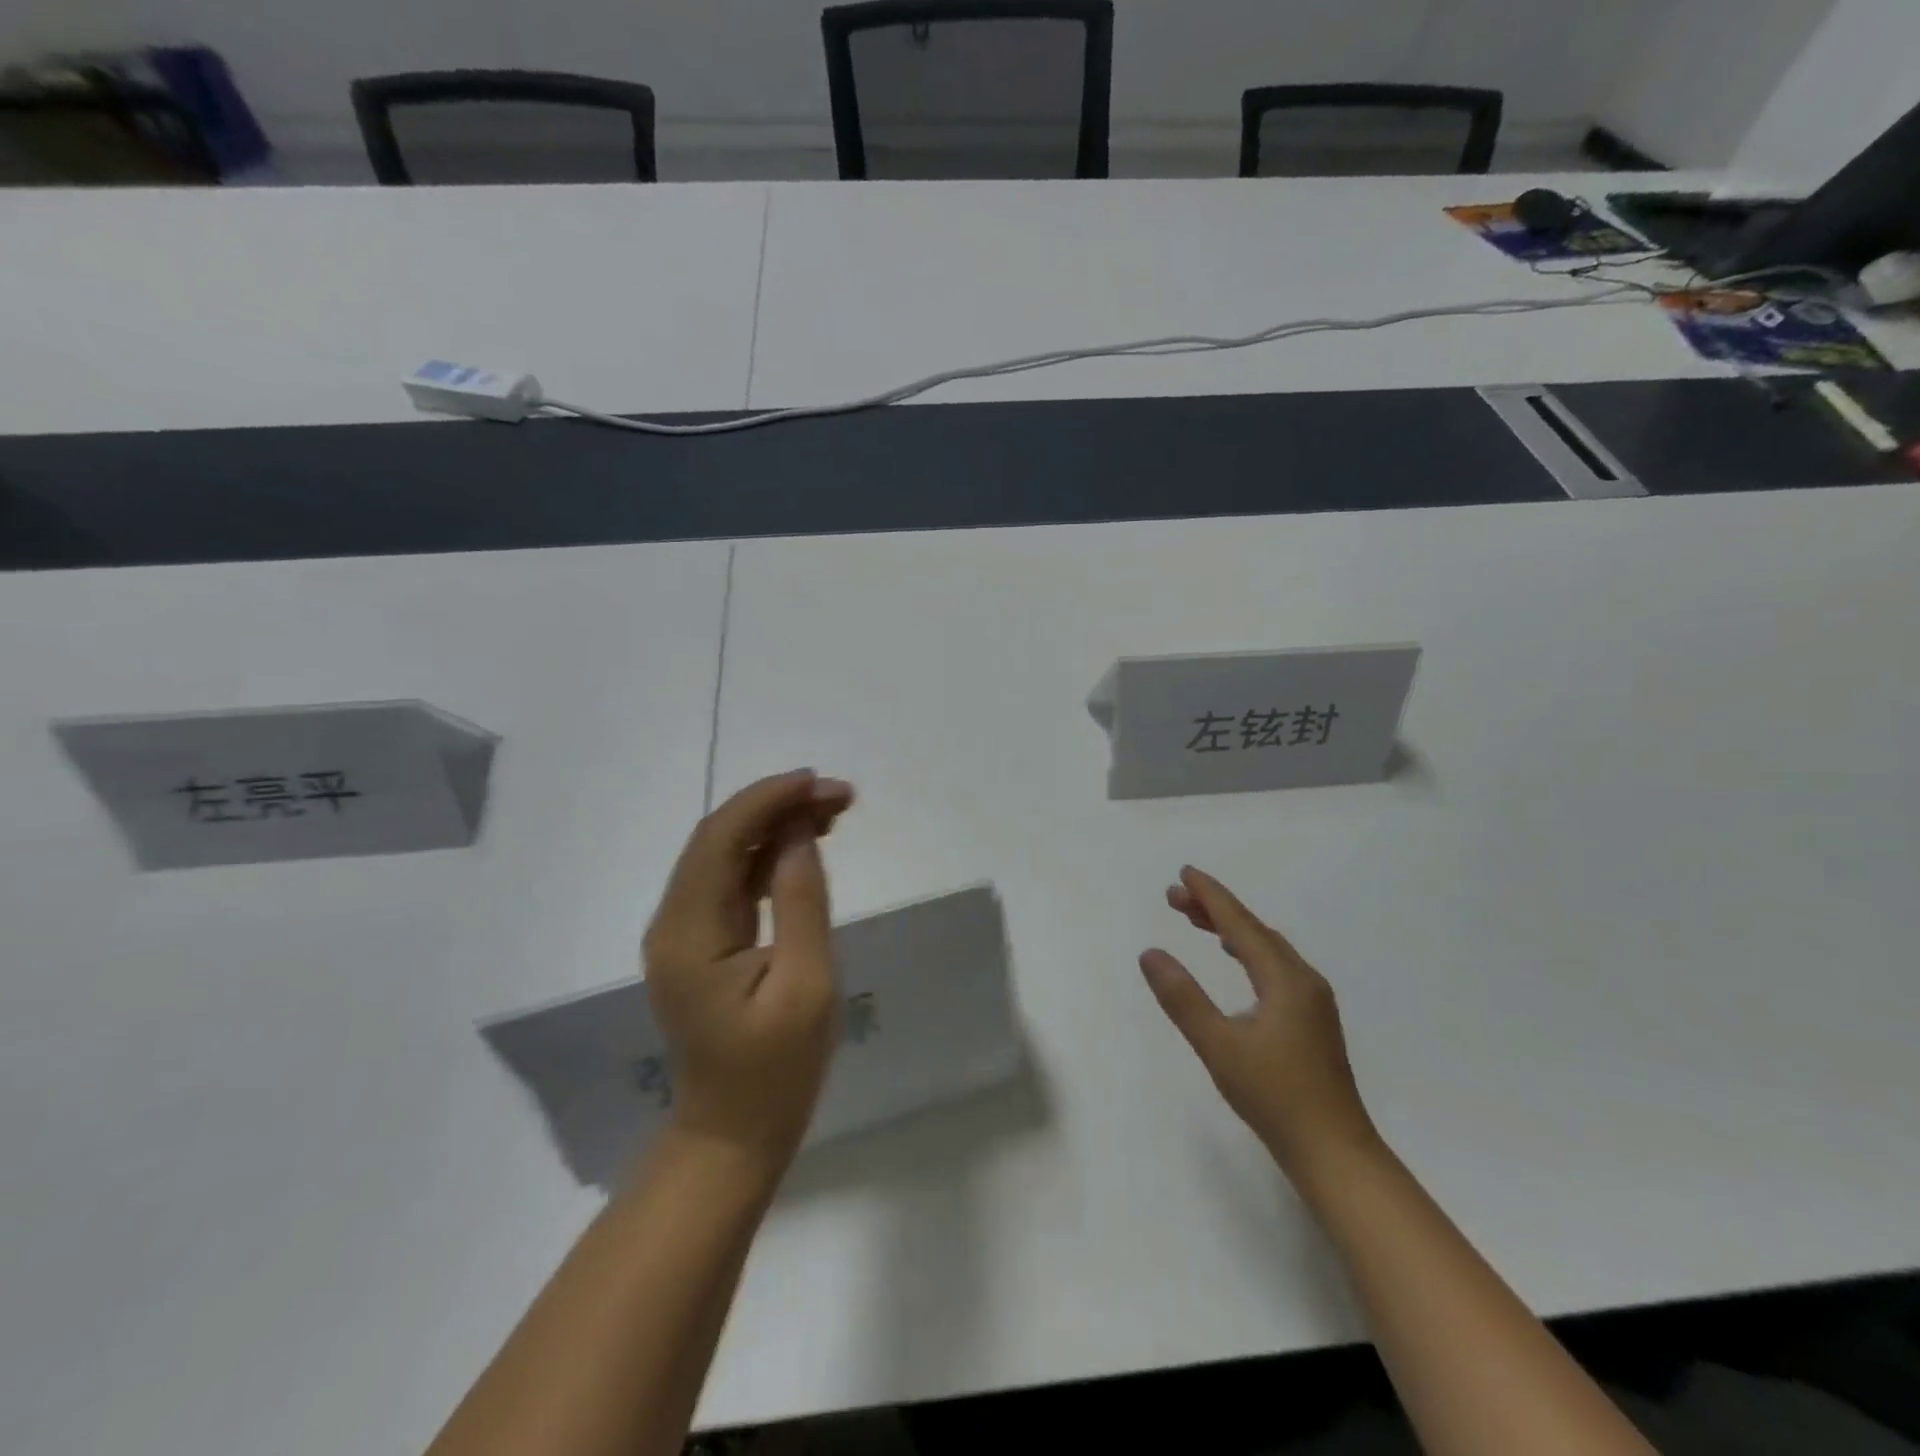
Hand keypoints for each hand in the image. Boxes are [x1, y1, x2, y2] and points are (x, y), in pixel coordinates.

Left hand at [643, 770, 855, 1169]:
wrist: (732, 1135)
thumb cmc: (775, 1072)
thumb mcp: (805, 987)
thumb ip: (801, 902)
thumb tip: (799, 833)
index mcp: (689, 932)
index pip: (719, 838)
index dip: (768, 800)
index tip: (820, 783)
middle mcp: (674, 921)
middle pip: (719, 838)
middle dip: (778, 805)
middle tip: (841, 796)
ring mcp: (685, 931)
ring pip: (726, 853)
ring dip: (775, 824)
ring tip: (834, 811)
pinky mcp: (702, 942)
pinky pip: (732, 880)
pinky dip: (768, 853)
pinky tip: (805, 844)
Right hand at [1140, 866, 1376, 1169]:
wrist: (1334, 1152)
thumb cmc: (1274, 1097)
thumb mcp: (1218, 1046)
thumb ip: (1182, 998)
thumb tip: (1150, 953)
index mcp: (1285, 979)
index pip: (1241, 924)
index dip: (1211, 896)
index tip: (1184, 873)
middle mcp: (1303, 980)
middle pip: (1254, 930)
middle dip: (1215, 909)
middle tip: (1175, 897)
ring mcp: (1312, 1000)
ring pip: (1266, 948)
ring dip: (1231, 929)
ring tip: (1197, 920)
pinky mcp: (1311, 1020)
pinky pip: (1274, 966)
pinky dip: (1247, 950)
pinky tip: (1236, 959)